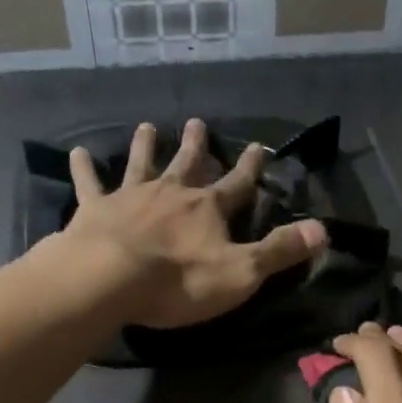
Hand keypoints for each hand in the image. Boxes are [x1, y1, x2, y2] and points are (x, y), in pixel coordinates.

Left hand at [62, 118, 326, 329]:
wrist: (109, 280)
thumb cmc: (179, 281)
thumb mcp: (242, 272)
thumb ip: (280, 250)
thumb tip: (323, 229)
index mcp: (207, 209)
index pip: (237, 184)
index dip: (250, 168)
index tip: (258, 147)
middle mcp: (171, 193)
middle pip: (187, 164)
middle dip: (196, 145)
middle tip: (197, 122)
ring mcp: (131, 197)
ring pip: (141, 164)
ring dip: (146, 146)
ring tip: (148, 126)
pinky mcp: (95, 209)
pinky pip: (90, 183)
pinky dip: (85, 168)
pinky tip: (78, 152)